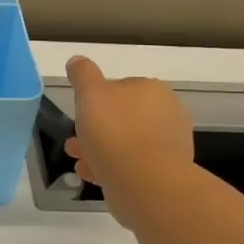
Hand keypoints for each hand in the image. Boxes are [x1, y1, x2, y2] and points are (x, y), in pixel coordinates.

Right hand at [63, 56, 193, 225]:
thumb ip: (82, 74)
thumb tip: (77, 61)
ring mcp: (169, 146)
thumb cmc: (115, 131)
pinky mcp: (165, 174)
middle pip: (123, 118)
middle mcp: (167, 114)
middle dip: (96, 129)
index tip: (80, 113)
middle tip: (74, 142)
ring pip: (126, 144)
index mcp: (153, 90)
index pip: (122, 88)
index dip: (97, 100)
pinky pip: (132, 166)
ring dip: (100, 150)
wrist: (145, 183)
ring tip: (78, 161)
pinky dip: (111, 168)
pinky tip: (91, 175)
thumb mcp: (90, 93)